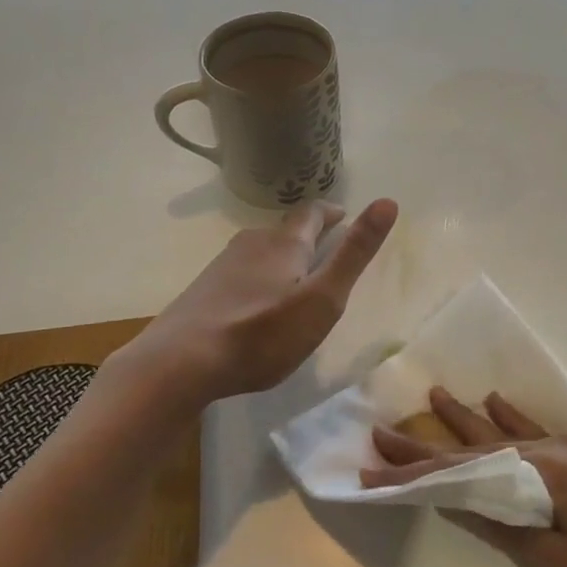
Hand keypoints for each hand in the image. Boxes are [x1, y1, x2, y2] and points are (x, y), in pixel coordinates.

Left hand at [129, 198, 397, 401]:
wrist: (179, 363)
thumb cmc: (261, 334)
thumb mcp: (322, 299)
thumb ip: (354, 254)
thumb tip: (387, 202)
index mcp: (284, 244)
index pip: (311, 213)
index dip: (330, 212)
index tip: (344, 216)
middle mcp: (251, 244)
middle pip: (284, 230)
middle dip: (307, 235)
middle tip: (326, 248)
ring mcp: (222, 267)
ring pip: (260, 251)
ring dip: (281, 256)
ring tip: (296, 277)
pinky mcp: (203, 291)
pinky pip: (241, 273)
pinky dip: (259, 277)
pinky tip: (257, 304)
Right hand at [364, 387, 566, 566]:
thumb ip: (520, 539)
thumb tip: (468, 511)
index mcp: (545, 480)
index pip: (461, 475)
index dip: (413, 475)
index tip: (368, 469)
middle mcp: (555, 454)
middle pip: (477, 446)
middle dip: (428, 443)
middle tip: (383, 430)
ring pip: (506, 434)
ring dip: (465, 424)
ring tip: (434, 399)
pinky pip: (539, 435)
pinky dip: (511, 421)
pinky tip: (499, 404)